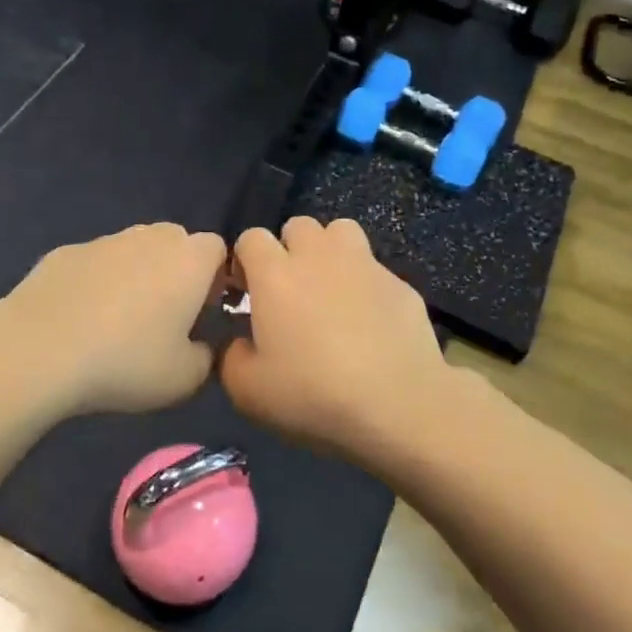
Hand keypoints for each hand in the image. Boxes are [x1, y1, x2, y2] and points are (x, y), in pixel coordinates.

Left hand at [0, 223, 228, 415]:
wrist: (38, 350)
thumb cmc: (125, 362)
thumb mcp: (184, 379)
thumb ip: (206, 358)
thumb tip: (199, 346)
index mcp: (189, 261)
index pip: (218, 249)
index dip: (215, 277)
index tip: (203, 311)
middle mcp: (150, 238)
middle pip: (175, 241)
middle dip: (176, 270)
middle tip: (165, 314)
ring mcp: (104, 241)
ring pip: (133, 248)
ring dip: (135, 274)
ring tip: (118, 319)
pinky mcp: (65, 252)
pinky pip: (94, 263)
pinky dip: (95, 282)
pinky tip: (79, 319)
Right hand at [220, 217, 450, 453]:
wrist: (398, 405)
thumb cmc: (313, 394)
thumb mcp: (248, 391)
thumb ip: (231, 357)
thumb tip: (240, 343)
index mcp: (275, 275)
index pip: (251, 238)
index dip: (245, 261)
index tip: (247, 292)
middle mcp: (318, 257)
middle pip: (297, 226)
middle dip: (288, 249)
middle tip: (290, 290)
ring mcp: (364, 265)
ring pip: (340, 231)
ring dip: (329, 251)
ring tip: (330, 287)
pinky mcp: (400, 283)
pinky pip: (374, 269)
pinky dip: (365, 284)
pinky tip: (369, 320)